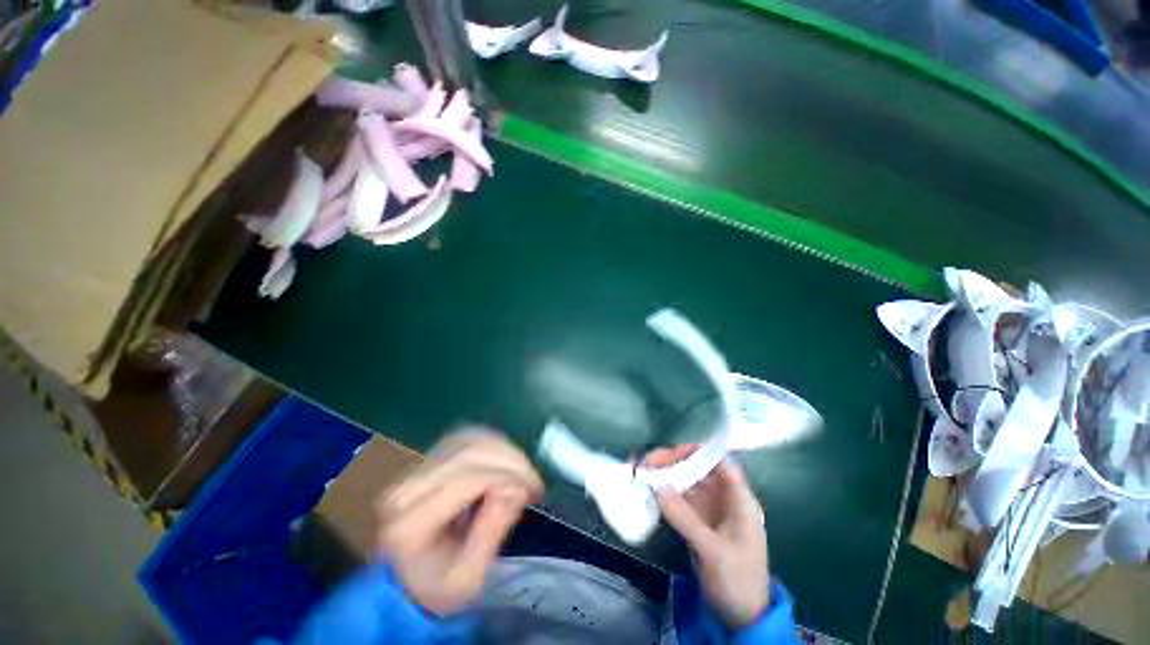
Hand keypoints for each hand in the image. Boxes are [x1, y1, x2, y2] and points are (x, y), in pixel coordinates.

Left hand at [376, 428, 542, 615]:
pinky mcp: (431, 456)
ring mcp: (417, 468)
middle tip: (534, 482)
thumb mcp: (468, 579)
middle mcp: (407, 488)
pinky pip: (470, 436)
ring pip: (471, 440)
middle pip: (468, 455)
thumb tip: (516, 489)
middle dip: (510, 463)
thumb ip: (490, 534)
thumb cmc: (440, 585)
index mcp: (409, 524)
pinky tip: (509, 460)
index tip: (533, 491)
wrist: (411, 577)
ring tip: (525, 473)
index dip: (504, 479)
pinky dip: (495, 444)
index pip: (463, 481)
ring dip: (505, 451)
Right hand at [645, 445, 769, 627]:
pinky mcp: (698, 522)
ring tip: (642, 471)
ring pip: (686, 483)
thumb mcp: (713, 551)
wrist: (742, 618)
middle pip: (698, 470)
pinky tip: (649, 490)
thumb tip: (658, 487)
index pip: (720, 463)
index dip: (697, 453)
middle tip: (646, 463)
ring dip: (666, 476)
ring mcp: (710, 510)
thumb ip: (685, 518)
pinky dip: (665, 494)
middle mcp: (724, 499)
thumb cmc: (738, 581)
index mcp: (739, 501)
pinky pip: (680, 501)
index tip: (670, 453)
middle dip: (673, 462)